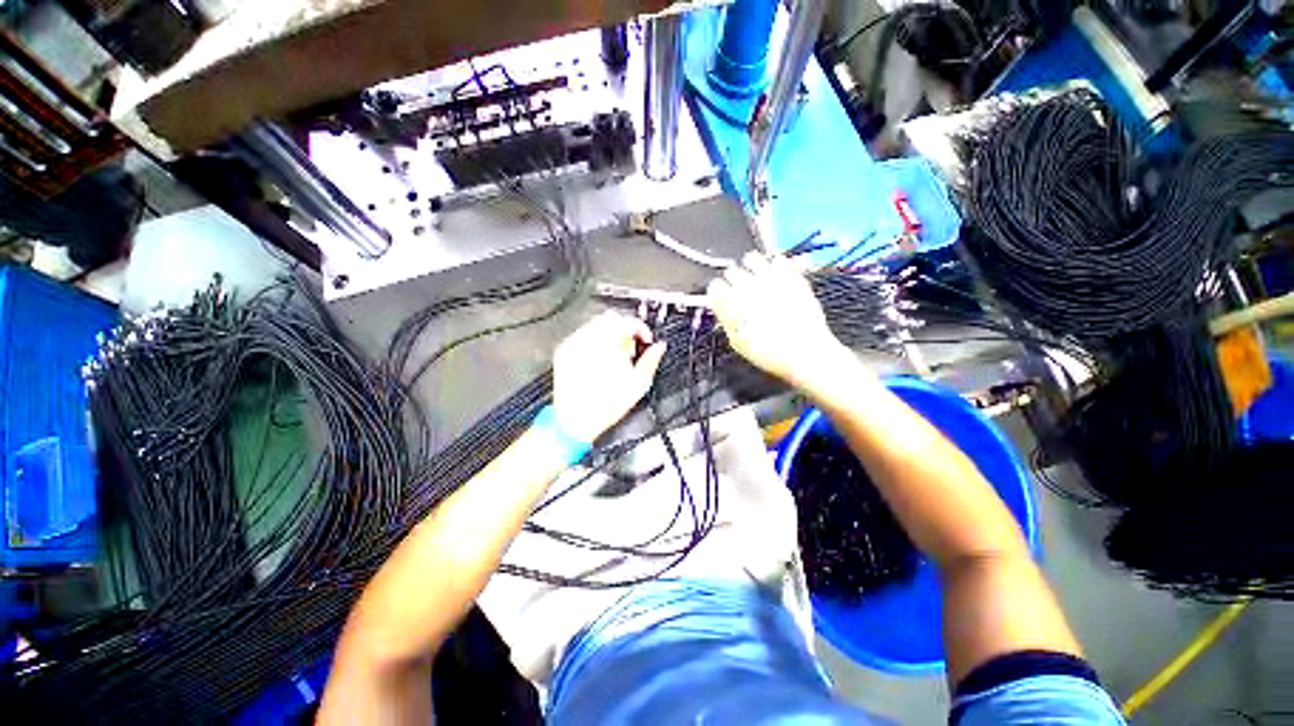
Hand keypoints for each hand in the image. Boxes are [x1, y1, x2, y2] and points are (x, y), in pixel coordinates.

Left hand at [552, 311, 665, 441]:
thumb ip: (651, 360)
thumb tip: (659, 347)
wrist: (575, 420)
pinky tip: (598, 362)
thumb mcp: (638, 384)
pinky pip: (582, 336)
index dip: (642, 329)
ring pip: (596, 325)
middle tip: (630, 349)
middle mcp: (588, 338)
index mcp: (608, 342)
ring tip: (614, 358)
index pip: (629, 321)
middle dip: (625, 331)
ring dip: (609, 336)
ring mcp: (574, 343)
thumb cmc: (605, 405)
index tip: (645, 340)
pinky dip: (593, 343)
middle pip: (612, 319)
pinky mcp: (564, 351)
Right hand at [707, 252, 845, 387]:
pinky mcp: (790, 274)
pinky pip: (777, 259)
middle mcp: (747, 286)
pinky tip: (775, 276)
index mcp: (731, 303)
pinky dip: (774, 265)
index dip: (718, 293)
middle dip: (733, 280)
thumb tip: (721, 308)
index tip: (722, 299)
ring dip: (750, 268)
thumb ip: (726, 320)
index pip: (715, 286)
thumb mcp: (737, 342)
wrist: (805, 352)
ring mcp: (770, 278)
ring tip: (756, 279)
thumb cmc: (769, 353)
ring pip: (751, 258)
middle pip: (731, 271)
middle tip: (740, 292)